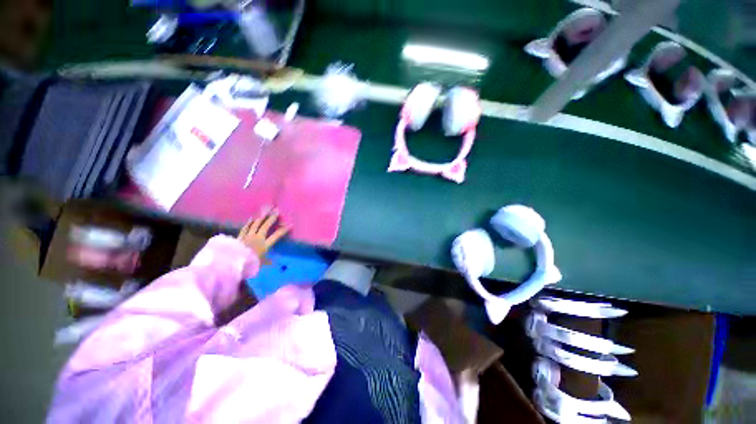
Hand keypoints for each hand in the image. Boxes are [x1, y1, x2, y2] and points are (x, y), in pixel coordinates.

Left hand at [238, 208, 289, 261]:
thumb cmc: (250, 263)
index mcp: (265, 245)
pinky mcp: (240, 237)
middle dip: (272, 218)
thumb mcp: (260, 264)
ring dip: (261, 217)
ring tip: (265, 212)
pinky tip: (252, 218)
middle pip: (265, 226)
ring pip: (255, 225)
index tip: (290, 224)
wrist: (234, 262)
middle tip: (276, 211)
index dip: (284, 230)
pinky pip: (245, 228)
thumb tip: (273, 262)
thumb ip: (267, 261)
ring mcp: (248, 236)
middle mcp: (258, 238)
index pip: (277, 235)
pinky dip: (249, 223)